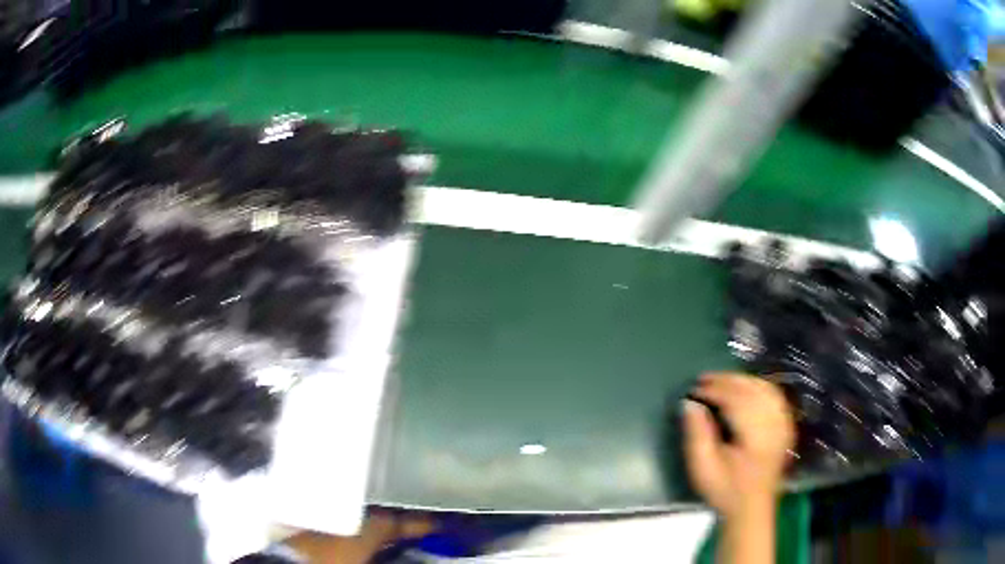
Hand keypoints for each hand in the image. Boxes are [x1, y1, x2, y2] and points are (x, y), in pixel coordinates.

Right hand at [683, 373, 794, 520]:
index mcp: (756, 438)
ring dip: (742, 380)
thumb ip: (697, 434)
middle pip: (753, 391)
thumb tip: (689, 403)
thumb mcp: (703, 468)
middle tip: (703, 379)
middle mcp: (774, 425)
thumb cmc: (725, 490)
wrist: (752, 508)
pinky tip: (744, 388)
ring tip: (721, 381)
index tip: (693, 390)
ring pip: (765, 389)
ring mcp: (784, 424)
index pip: (737, 401)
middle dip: (727, 381)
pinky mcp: (786, 425)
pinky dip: (758, 387)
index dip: (715, 391)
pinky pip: (775, 395)